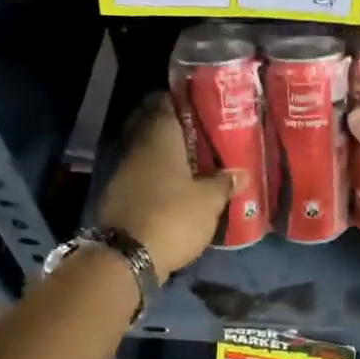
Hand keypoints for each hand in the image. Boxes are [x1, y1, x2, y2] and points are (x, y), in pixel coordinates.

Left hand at [97, 96, 233, 280]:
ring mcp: (124, 173)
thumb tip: (240, 173)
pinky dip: (160, 180)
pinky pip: (144, 178)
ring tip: (199, 164)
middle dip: (181, 132)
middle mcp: (137, 147)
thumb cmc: (172, 217)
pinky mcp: (119, 197)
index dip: (185, 100)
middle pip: (158, 129)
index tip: (206, 105)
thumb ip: (224, 183)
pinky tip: (178, 190)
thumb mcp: (208, 201)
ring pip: (151, 155)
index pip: (167, 102)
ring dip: (171, 159)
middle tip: (209, 137)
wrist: (125, 258)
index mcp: (159, 137)